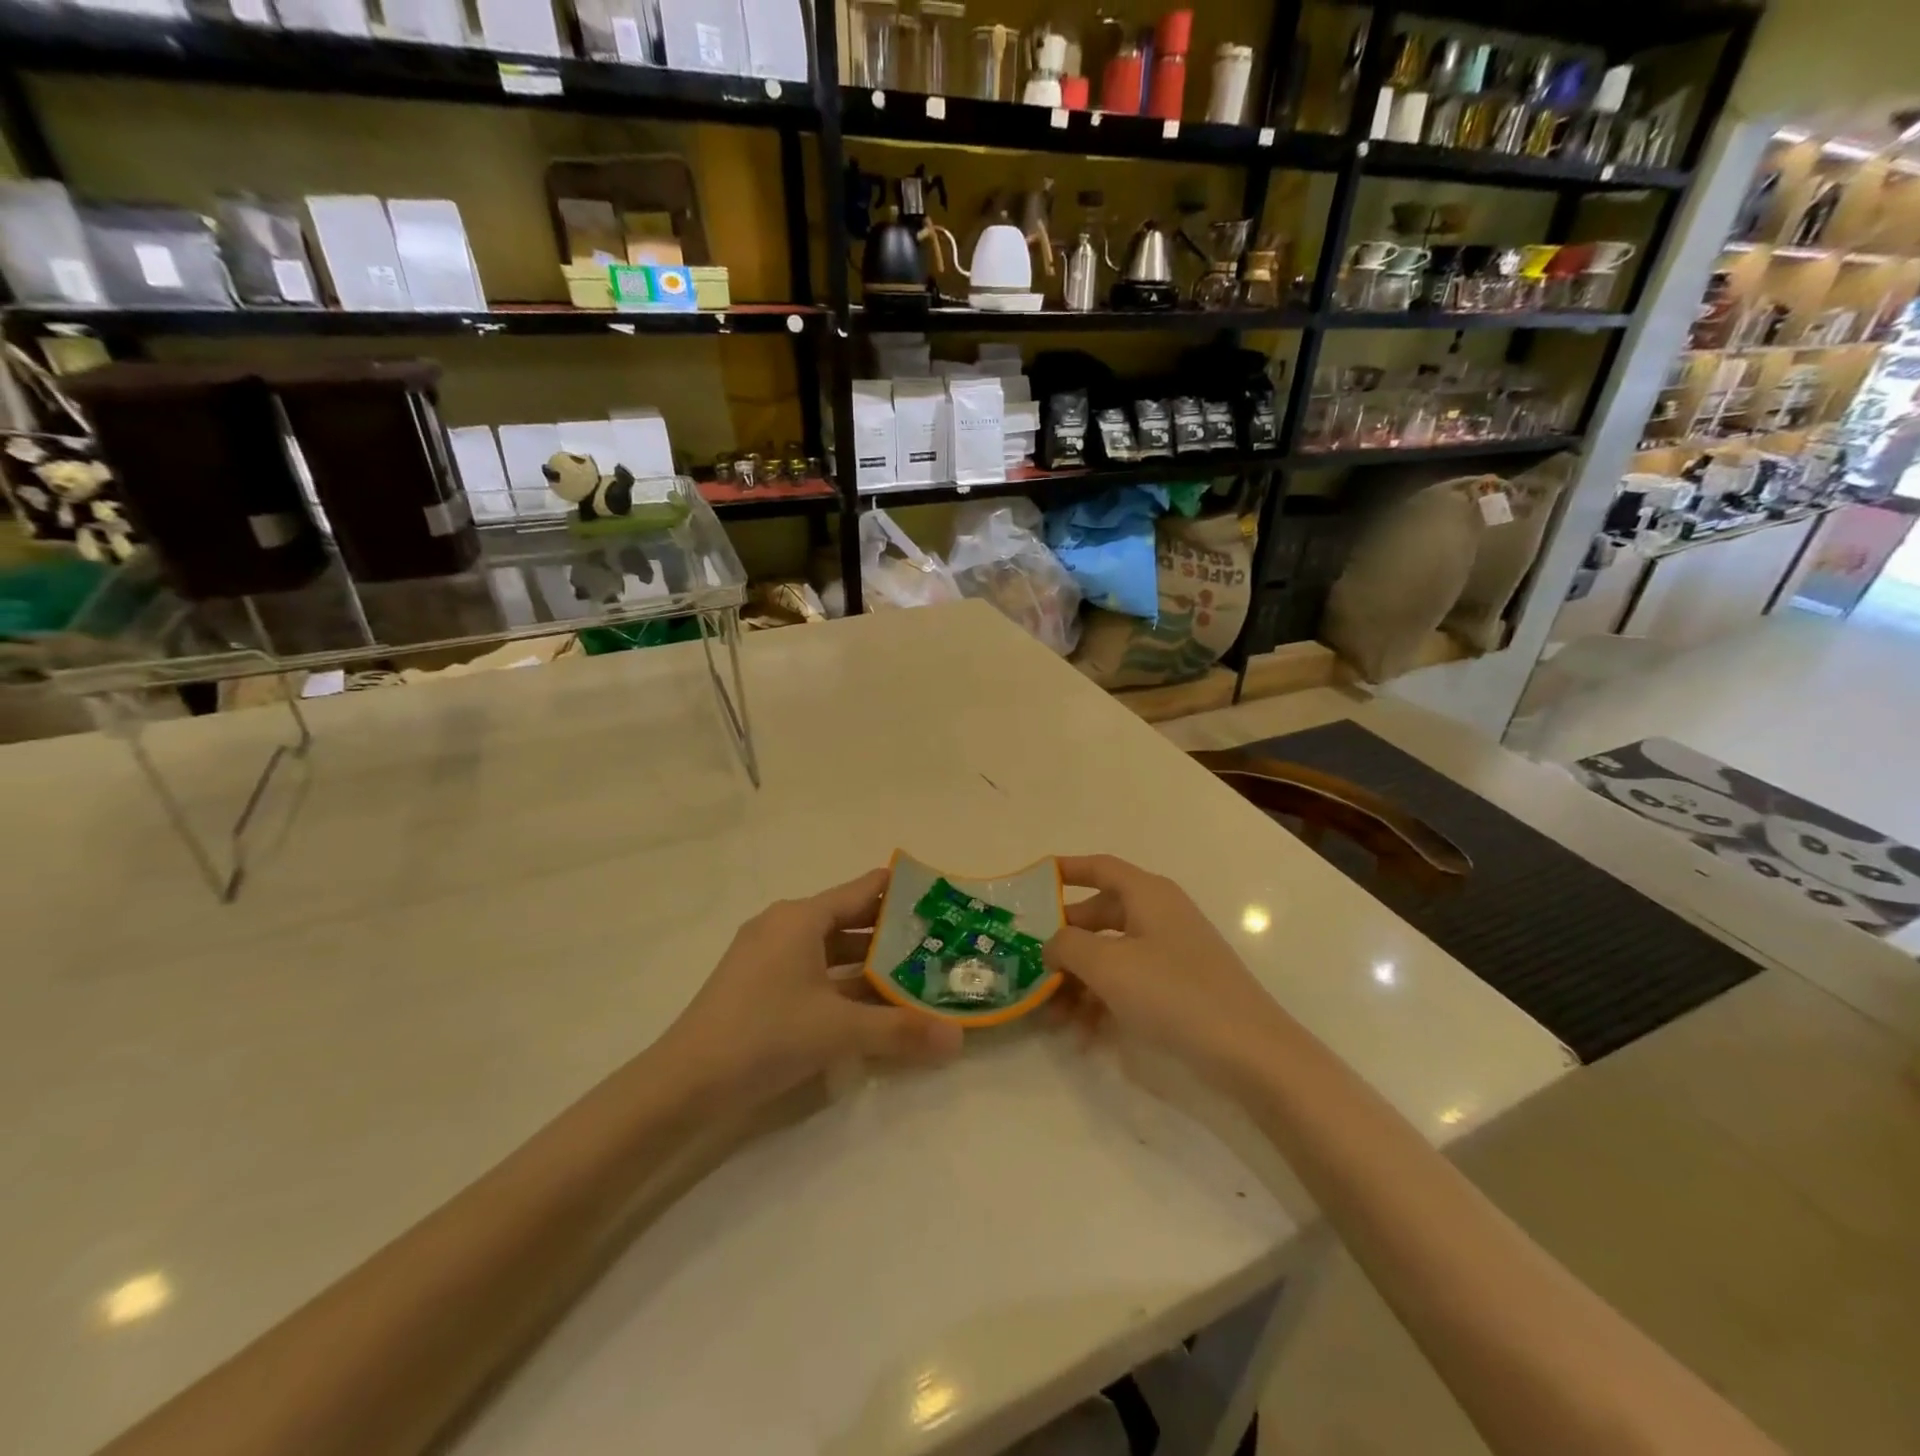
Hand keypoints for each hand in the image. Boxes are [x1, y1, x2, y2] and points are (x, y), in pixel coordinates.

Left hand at [660, 869, 963, 1102]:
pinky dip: (844, 984)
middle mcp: (785, 926)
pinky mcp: (759, 985)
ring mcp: (768, 956)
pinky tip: (873, 1006)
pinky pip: (814, 972)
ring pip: (833, 951)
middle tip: (941, 946)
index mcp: (801, 917)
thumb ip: (901, 1030)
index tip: (943, 903)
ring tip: (917, 978)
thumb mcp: (839, 1030)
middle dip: (894, 936)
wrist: (683, 1084)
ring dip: (871, 965)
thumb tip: (959, 1040)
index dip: (904, 894)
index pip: (864, 890)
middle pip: (851, 921)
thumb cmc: (764, 1034)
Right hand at [1044, 855, 1285, 1079]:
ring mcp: (1171, 953)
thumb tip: (1052, 944)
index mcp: (1147, 895)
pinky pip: (1129, 984)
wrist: (1251, 1053)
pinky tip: (1084, 1037)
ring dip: (1079, 982)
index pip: (1100, 868)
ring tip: (1053, 1017)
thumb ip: (1067, 945)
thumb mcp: (1108, 964)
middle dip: (1065, 944)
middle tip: (1033, 966)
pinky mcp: (1179, 989)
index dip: (1066, 870)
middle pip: (1099, 916)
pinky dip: (1104, 1003)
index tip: (1032, 882)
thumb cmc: (1174, 993)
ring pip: (1111, 956)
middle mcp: (1159, 916)